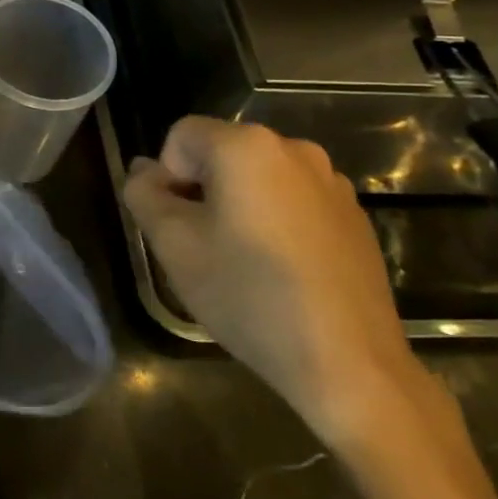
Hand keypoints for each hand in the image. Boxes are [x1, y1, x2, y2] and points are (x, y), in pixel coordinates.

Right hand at [121, 117, 421, 445]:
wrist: (348, 362)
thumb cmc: (247, 294)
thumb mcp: (173, 244)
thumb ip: (144, 195)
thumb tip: (143, 171)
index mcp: (246, 146)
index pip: (180, 136)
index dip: (167, 177)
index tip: (177, 225)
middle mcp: (294, 149)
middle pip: (221, 153)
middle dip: (201, 190)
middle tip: (201, 246)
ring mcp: (331, 182)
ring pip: (258, 179)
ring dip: (238, 206)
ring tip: (241, 261)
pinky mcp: (354, 216)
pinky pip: (293, 201)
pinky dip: (275, 222)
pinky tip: (280, 271)